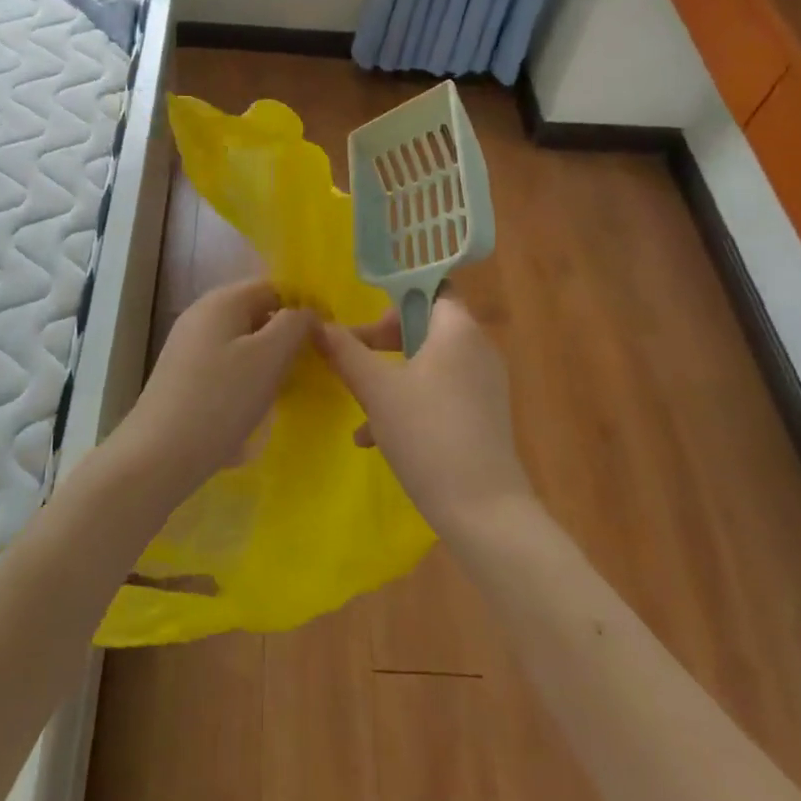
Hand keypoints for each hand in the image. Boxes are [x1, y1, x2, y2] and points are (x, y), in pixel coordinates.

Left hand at [114, 279, 313, 503]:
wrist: (159, 455)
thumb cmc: (221, 399)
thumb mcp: (269, 357)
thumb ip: (294, 325)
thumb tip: (306, 313)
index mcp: (222, 300)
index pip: (274, 287)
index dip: (303, 307)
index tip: (326, 339)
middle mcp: (202, 313)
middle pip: (257, 312)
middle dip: (285, 335)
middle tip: (310, 366)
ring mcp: (189, 344)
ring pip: (242, 340)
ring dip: (267, 359)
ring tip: (286, 388)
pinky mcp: (183, 374)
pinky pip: (226, 362)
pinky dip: (246, 376)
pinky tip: (255, 405)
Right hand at [312, 296, 536, 540]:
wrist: (484, 512)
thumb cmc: (427, 434)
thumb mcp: (376, 390)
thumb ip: (345, 352)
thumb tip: (317, 324)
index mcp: (458, 330)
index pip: (431, 288)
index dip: (395, 298)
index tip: (364, 320)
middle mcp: (478, 349)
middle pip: (425, 326)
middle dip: (383, 341)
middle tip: (353, 356)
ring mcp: (483, 386)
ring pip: (428, 364)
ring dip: (390, 376)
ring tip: (357, 403)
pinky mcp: (482, 418)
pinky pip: (440, 393)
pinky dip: (409, 402)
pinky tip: (373, 437)